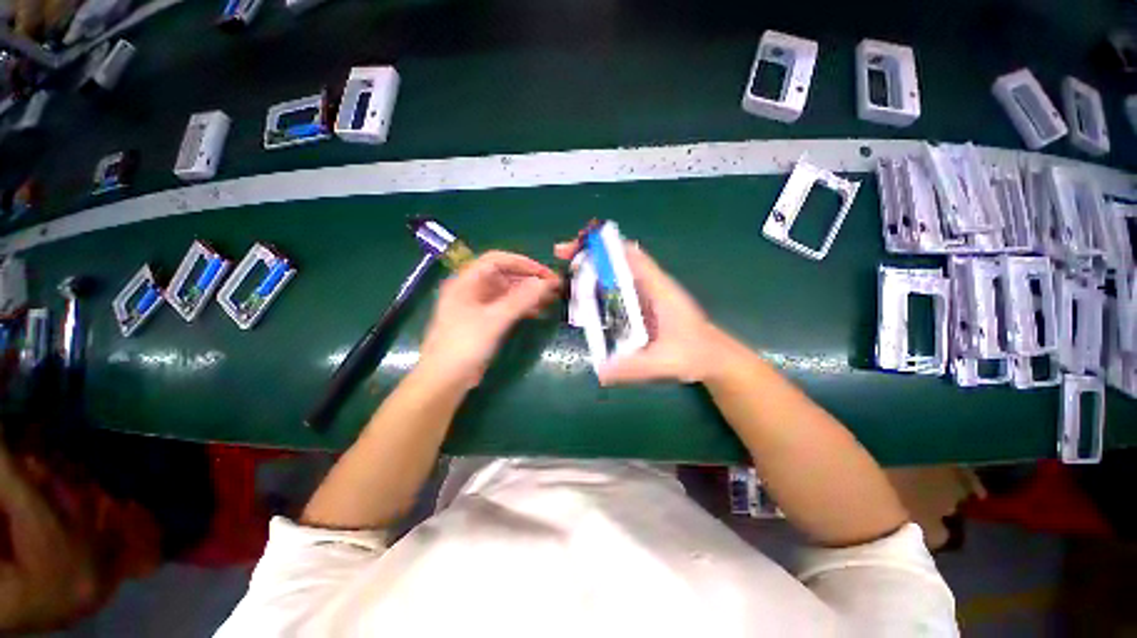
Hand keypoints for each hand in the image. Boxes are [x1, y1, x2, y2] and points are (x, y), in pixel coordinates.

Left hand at [418, 251, 560, 388]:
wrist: (445, 379)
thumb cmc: (464, 345)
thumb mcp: (494, 320)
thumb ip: (521, 300)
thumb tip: (545, 283)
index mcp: (467, 281)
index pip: (497, 260)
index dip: (523, 263)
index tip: (545, 273)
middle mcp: (472, 289)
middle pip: (504, 275)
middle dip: (529, 279)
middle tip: (554, 287)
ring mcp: (478, 305)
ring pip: (507, 291)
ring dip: (528, 293)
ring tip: (551, 299)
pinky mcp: (484, 320)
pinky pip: (506, 306)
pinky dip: (522, 307)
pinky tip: (538, 312)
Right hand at [555, 239, 727, 384]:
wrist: (713, 357)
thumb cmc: (694, 355)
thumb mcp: (665, 362)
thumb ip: (635, 367)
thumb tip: (600, 371)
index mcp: (659, 289)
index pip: (632, 256)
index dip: (605, 246)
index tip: (578, 246)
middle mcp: (652, 284)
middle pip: (619, 257)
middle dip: (590, 252)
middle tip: (562, 254)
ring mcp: (648, 292)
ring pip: (617, 269)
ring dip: (593, 265)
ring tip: (567, 269)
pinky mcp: (644, 302)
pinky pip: (618, 285)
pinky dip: (600, 281)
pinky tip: (584, 292)